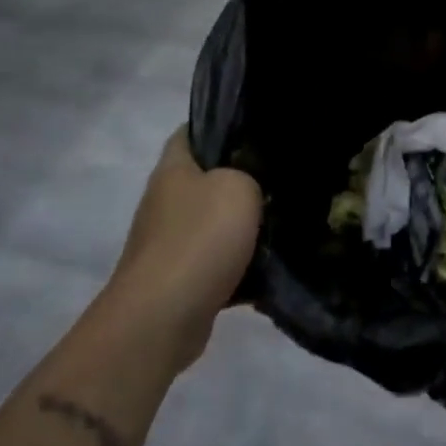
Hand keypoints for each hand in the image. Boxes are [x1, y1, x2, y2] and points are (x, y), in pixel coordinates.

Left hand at [104, 128, 261, 375]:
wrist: (161, 319)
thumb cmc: (199, 238)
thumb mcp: (240, 187)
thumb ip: (250, 176)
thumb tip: (250, 187)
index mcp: (173, 169)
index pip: (193, 131)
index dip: (223, 126)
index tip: (259, 131)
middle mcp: (164, 201)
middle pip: (206, 179)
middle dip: (241, 179)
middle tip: (281, 179)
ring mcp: (167, 243)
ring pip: (213, 223)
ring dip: (242, 226)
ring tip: (283, 222)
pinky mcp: (178, 279)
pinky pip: (215, 263)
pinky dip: (238, 266)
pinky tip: (269, 268)